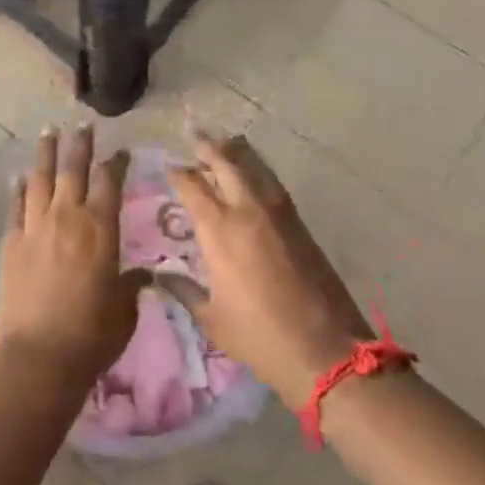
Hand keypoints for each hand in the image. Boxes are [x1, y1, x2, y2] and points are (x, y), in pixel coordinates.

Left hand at [0, 125, 149, 388]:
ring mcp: (34, 227)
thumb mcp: (123, 312)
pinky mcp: (10, 242)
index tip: (120, 150)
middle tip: (81, 123)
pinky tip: (19, 176)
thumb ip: (131, 287)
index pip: (110, 183)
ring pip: (40, 178)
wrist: (38, 357)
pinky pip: (16, 206)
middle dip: (79, 143)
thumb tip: (142, 275)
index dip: (116, 162)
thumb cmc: (91, 337)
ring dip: (45, 153)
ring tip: (48, 131)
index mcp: (100, 230)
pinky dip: (18, 188)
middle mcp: (67, 217)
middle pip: (73, 169)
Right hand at [166, 133, 373, 410]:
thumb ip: (183, 290)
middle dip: (207, 146)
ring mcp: (278, 214)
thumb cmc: (259, 337)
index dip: (177, 172)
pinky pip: (273, 184)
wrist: (326, 351)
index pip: (192, 186)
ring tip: (224, 142)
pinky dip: (259, 171)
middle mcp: (247, 211)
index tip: (167, 164)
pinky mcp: (300, 225)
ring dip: (236, 152)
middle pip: (225, 163)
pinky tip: (254, 175)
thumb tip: (158, 274)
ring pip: (254, 168)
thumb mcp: (211, 318)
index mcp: (219, 230)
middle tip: (194, 133)